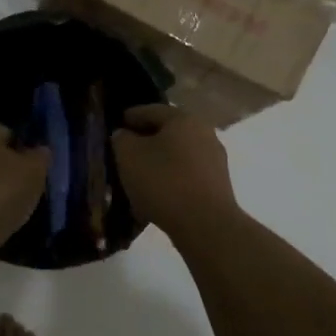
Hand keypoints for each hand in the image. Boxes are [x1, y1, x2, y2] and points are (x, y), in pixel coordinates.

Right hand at [112, 104, 239, 237]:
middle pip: (168, 132)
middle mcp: (204, 133)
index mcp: (183, 119)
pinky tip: (157, 193)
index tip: (117, 125)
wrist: (205, 225)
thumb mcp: (129, 156)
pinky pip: (187, 175)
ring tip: (139, 175)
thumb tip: (125, 135)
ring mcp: (215, 160)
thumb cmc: (163, 182)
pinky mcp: (218, 185)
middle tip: (126, 151)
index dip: (131, 116)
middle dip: (146, 140)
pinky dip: (171, 179)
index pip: (151, 110)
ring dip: (159, 161)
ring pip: (179, 154)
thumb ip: (122, 139)